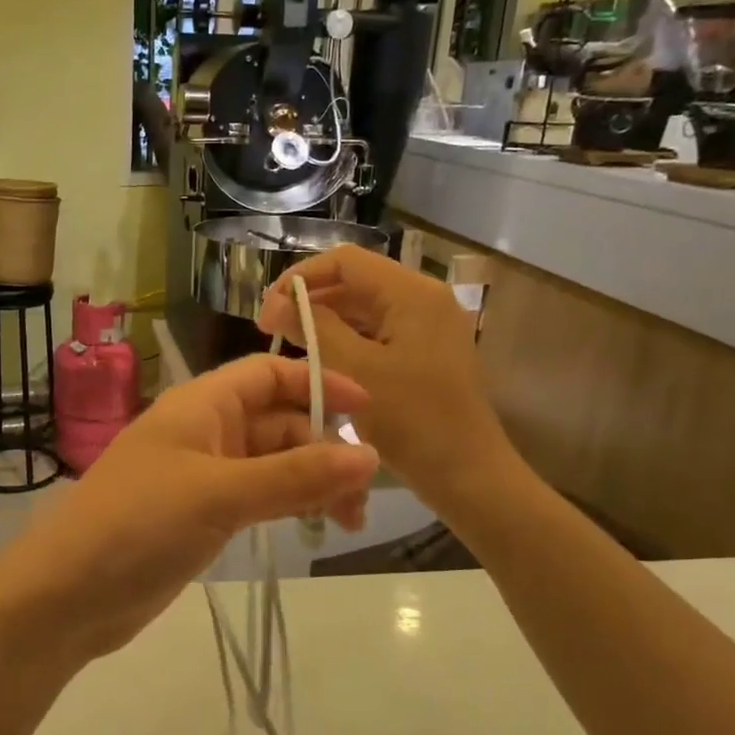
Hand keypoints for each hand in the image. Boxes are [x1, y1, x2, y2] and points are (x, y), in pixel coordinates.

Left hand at [0, 355, 378, 661]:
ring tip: (348, 522)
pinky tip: (312, 526)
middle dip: (322, 448)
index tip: (368, 411)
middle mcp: (203, 431)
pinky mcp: (200, 516)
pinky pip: (257, 497)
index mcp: (200, 405)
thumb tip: (369, 455)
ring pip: (271, 464)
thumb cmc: (138, 524)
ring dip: (311, 482)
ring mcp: (201, 476)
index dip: (317, 384)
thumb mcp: (219, 494)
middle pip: (277, 421)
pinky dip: (287, 505)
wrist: (66, 594)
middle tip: (361, 498)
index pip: (268, 374)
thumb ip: (294, 475)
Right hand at [257, 245, 515, 506]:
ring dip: (325, 321)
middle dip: (310, 300)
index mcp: (411, 293)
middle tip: (271, 330)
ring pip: (364, 308)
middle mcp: (423, 299)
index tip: (267, 309)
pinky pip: (377, 332)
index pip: (344, 260)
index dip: (300, 277)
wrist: (467, 475)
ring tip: (290, 345)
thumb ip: (312, 326)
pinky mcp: (426, 351)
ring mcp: (428, 326)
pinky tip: (321, 362)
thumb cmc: (410, 420)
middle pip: (355, 281)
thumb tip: (276, 302)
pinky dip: (346, 340)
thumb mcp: (353, 369)